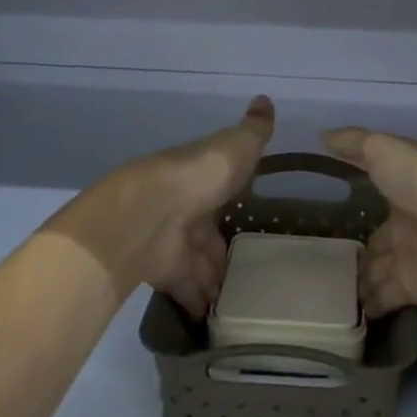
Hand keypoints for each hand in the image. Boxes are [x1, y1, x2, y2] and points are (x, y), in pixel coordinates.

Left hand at [47, 95, 274, 315]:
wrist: (151, 213)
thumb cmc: (200, 174)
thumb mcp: (237, 146)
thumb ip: (255, 130)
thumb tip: (265, 98)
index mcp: (203, 176)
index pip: (222, 189)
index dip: (234, 200)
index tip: (250, 213)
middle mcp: (187, 208)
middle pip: (209, 232)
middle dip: (223, 249)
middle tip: (250, 268)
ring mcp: (175, 242)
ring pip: (200, 264)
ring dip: (214, 280)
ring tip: (240, 299)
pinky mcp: (166, 274)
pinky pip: (188, 292)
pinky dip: (199, 304)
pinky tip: (215, 318)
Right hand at [322, 127, 416, 327]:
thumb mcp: (383, 150)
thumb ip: (353, 144)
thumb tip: (322, 135)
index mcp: (403, 189)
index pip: (375, 196)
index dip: (358, 201)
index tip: (334, 207)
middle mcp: (407, 224)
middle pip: (378, 242)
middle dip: (359, 252)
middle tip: (326, 264)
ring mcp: (410, 259)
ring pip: (378, 272)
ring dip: (360, 282)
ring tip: (330, 293)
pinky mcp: (412, 289)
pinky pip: (384, 298)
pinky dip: (369, 306)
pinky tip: (347, 312)